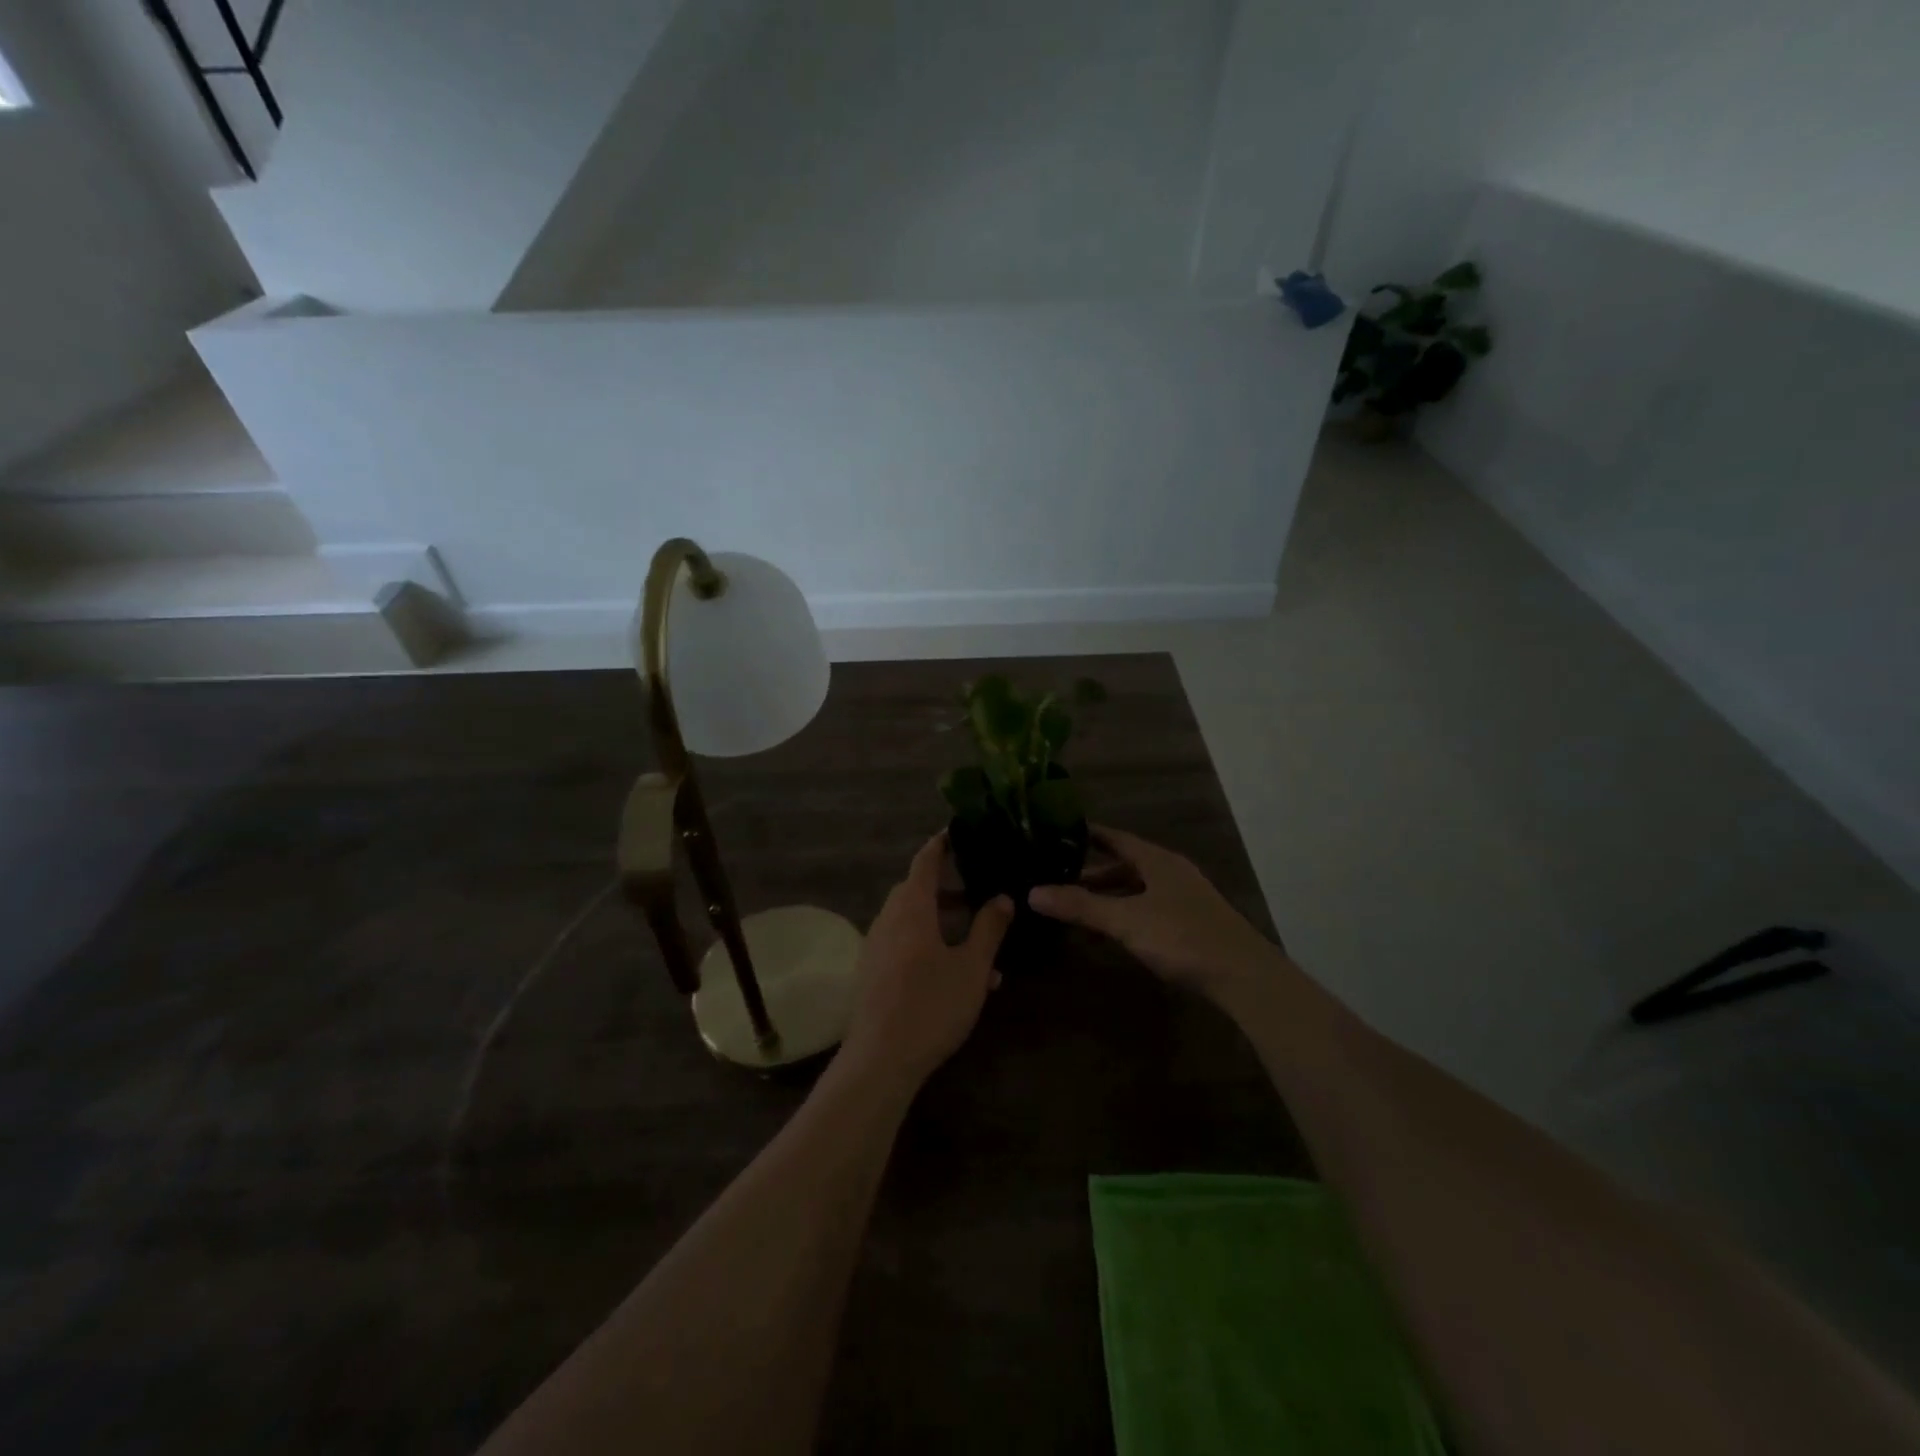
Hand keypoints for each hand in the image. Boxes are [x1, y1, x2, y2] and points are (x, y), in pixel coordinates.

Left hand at [841, 833, 1012, 1090]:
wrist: (880, 1059)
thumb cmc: (931, 1005)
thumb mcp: (971, 967)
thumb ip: (989, 929)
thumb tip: (1003, 897)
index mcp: (911, 908)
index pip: (925, 861)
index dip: (941, 844)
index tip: (957, 831)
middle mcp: (888, 919)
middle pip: (915, 889)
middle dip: (946, 886)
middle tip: (976, 887)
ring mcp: (876, 946)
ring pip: (911, 919)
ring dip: (940, 921)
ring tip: (976, 940)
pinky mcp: (872, 971)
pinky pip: (903, 943)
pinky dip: (927, 944)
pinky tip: (956, 975)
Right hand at [1027, 825, 1281, 999]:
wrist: (1243, 976)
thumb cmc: (1181, 937)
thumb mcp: (1125, 920)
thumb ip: (1080, 906)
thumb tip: (1032, 892)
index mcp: (1157, 860)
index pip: (1115, 837)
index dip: (1087, 834)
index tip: (1057, 833)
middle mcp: (1171, 871)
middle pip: (1126, 863)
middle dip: (1092, 871)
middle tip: (1057, 876)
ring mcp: (1184, 896)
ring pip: (1138, 887)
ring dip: (1109, 894)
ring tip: (1078, 905)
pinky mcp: (1192, 921)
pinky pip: (1149, 906)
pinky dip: (1126, 911)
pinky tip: (1113, 929)